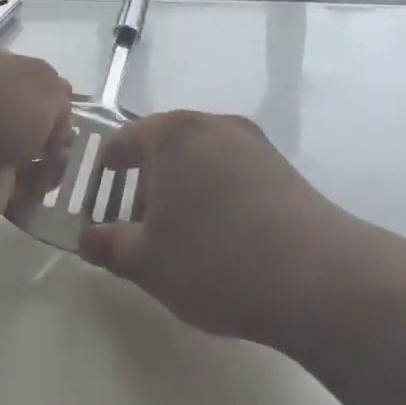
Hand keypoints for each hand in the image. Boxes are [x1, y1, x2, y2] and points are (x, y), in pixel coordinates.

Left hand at [0, 36, 71, 232]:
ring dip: (44, 159)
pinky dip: (31, 186)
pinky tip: (42, 185)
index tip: (66, 105)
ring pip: (18, 148)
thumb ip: (58, 94)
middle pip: (19, 111)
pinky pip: (12, 182)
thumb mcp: (42, 81)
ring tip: (56, 164)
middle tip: (65, 140)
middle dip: (47, 128)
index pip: (14, 67)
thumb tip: (57, 116)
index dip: (44, 87)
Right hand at [78, 112, 374, 349]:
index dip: (103, 172)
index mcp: (172, 135)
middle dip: (144, 183)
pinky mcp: (285, 169)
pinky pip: (233, 174)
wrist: (318, 278)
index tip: (95, 201)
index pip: (122, 141)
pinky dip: (216, 196)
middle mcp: (214, 125)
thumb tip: (87, 239)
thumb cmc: (213, 261)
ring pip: (201, 160)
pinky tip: (221, 237)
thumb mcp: (145, 262)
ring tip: (179, 236)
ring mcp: (254, 144)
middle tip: (134, 226)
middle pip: (164, 147)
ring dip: (182, 190)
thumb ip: (108, 245)